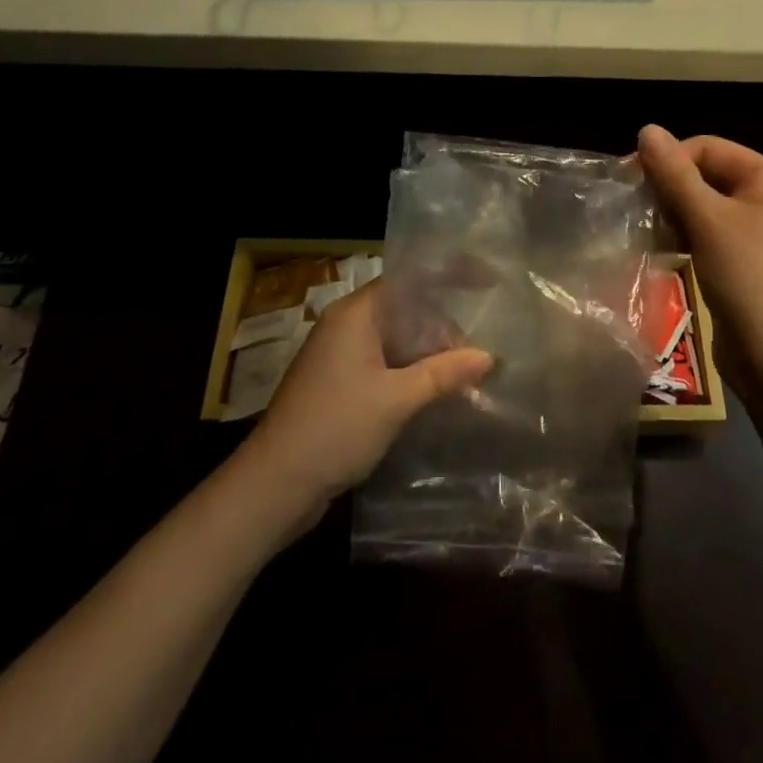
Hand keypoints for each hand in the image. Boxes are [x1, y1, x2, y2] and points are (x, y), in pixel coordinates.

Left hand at [243, 280, 491, 513]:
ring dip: (427, 352)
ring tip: (463, 371)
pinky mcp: (337, 383)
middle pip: (404, 308)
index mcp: (355, 314)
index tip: (486, 281)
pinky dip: (409, 371)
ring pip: (394, 338)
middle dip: (442, 325)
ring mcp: (338, 355)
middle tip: (476, 349)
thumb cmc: (335, 428)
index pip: (409, 280)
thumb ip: (443, 374)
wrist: (274, 486)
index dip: (449, 276)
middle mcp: (345, 325)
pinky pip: (382, 362)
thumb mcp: (396, 400)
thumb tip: (488, 356)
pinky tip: (434, 390)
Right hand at [638, 126, 762, 402]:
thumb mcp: (707, 219)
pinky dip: (684, 236)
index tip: (630, 182)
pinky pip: (708, 233)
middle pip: (705, 174)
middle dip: (669, 188)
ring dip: (672, 214)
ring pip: (703, 206)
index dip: (667, 160)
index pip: (706, 147)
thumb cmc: (746, 276)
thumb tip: (647, 128)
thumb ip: (675, 173)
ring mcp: (758, 231)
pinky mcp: (745, 260)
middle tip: (636, 208)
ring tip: (647, 231)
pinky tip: (663, 250)